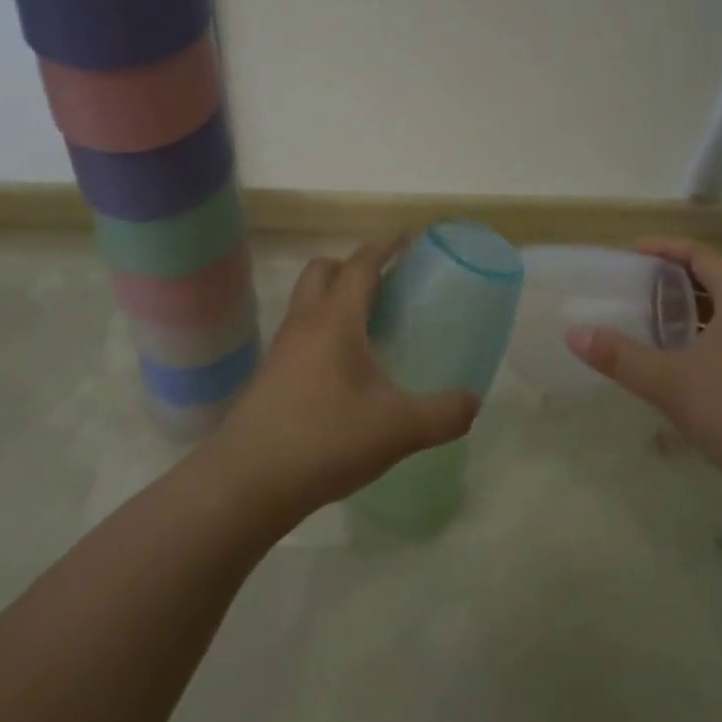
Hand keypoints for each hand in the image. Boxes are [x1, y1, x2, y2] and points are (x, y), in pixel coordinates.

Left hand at [211, 238, 478, 524]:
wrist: (248, 482)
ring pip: (307, 301)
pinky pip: (300, 334)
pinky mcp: (269, 376)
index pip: (361, 263)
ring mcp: (282, 349)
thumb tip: (473, 402)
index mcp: (336, 318)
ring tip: (368, 327)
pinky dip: (322, 331)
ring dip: (334, 298)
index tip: (409, 240)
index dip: (386, 247)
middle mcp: (305, 322)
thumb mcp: (398, 429)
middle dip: (352, 265)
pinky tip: (343, 370)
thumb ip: (443, 413)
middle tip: (385, 284)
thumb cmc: (326, 439)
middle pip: (323, 269)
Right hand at [566, 237, 721, 524]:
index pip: (703, 255)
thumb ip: (620, 357)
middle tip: (641, 287)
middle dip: (679, 278)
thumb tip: (574, 334)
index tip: (633, 252)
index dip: (666, 248)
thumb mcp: (670, 383)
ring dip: (698, 311)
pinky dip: (713, 338)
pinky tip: (693, 368)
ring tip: (661, 324)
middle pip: (720, 280)